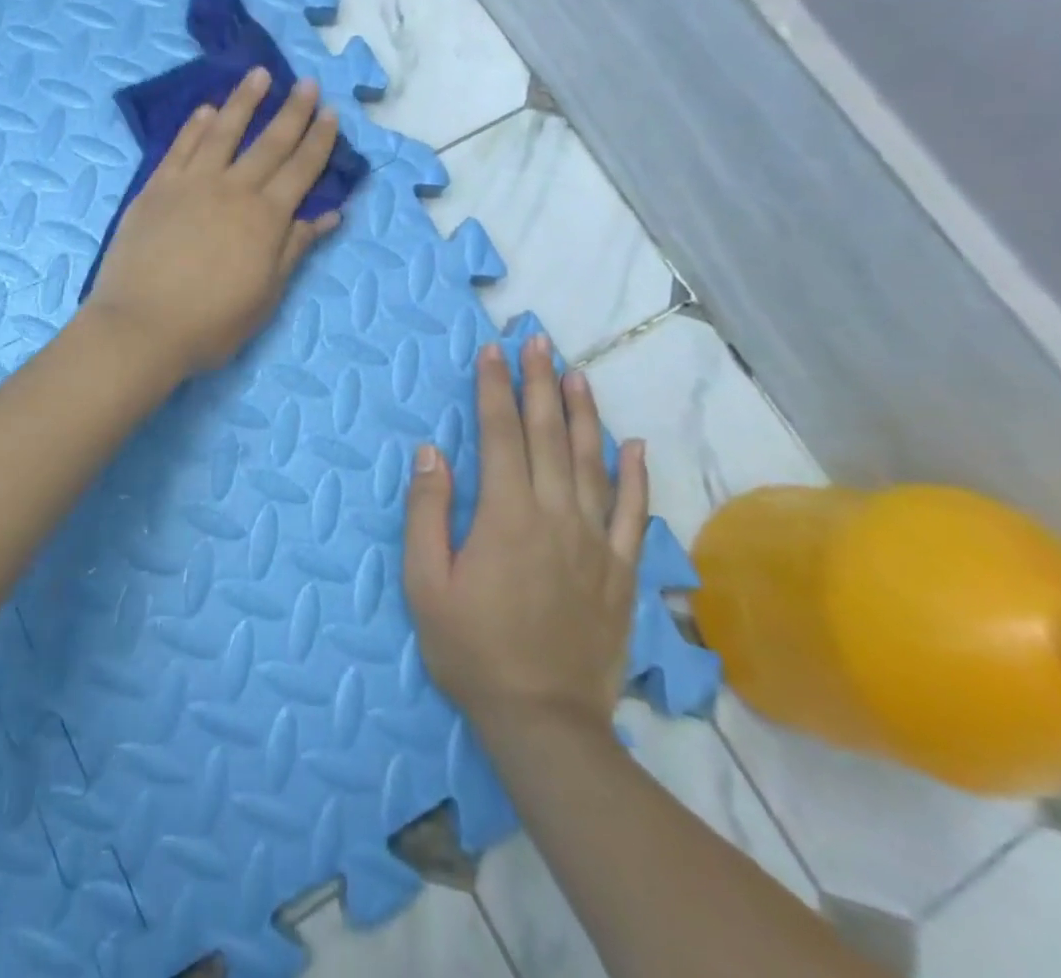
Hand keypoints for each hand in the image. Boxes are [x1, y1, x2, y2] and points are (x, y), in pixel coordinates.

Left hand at [83, 66, 342, 378]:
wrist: (141, 326)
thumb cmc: (211, 323)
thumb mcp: (266, 294)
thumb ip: (295, 248)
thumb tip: (329, 214)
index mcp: (265, 218)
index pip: (301, 170)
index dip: (318, 141)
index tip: (331, 113)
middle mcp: (233, 190)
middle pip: (269, 143)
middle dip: (292, 111)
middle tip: (307, 83)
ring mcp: (191, 184)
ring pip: (223, 132)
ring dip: (244, 101)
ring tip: (259, 75)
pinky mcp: (156, 188)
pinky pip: (180, 147)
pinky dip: (196, 126)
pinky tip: (206, 110)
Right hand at [404, 336, 648, 739]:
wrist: (543, 720)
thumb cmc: (470, 648)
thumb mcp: (425, 582)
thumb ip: (427, 511)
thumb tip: (431, 451)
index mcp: (505, 515)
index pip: (501, 435)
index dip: (494, 389)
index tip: (492, 350)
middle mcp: (556, 516)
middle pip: (549, 436)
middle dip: (539, 383)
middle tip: (537, 340)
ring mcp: (595, 543)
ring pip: (593, 463)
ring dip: (584, 414)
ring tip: (578, 373)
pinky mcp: (621, 572)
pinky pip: (633, 514)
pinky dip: (635, 476)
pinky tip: (635, 446)